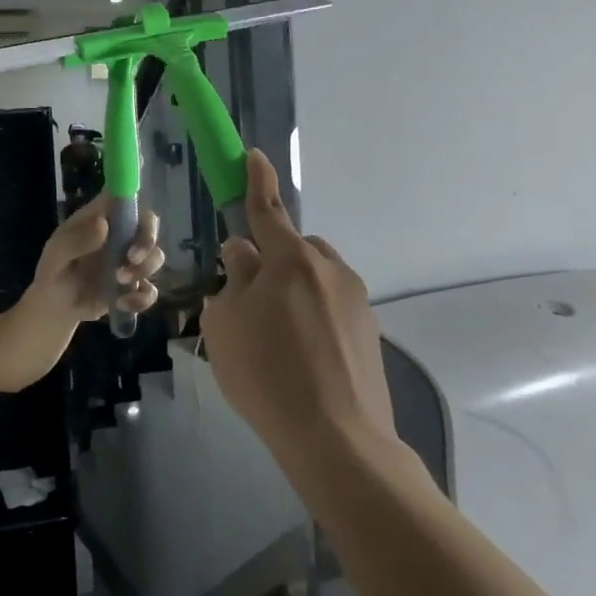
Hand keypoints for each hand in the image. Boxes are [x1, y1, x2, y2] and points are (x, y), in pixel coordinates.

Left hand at [31, 194, 165, 320]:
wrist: (55, 307)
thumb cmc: (52, 271)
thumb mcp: (56, 256)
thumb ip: (76, 241)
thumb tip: (103, 225)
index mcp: (100, 219)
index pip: (120, 195)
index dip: (131, 185)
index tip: (142, 178)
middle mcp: (119, 235)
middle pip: (149, 224)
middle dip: (148, 239)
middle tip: (132, 257)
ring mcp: (128, 260)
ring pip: (156, 256)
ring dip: (143, 270)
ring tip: (118, 283)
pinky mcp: (133, 286)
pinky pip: (150, 289)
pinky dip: (141, 298)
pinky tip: (121, 304)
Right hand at [202, 150, 393, 455]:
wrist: (337, 439)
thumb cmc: (266, 374)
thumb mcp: (225, 326)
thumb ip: (233, 281)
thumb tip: (243, 255)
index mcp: (291, 261)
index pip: (268, 210)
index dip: (257, 181)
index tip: (254, 156)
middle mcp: (329, 271)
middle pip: (294, 248)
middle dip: (273, 259)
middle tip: (248, 298)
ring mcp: (356, 302)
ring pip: (315, 278)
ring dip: (294, 290)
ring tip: (274, 336)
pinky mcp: (370, 332)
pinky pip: (332, 307)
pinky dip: (312, 317)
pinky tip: (299, 357)